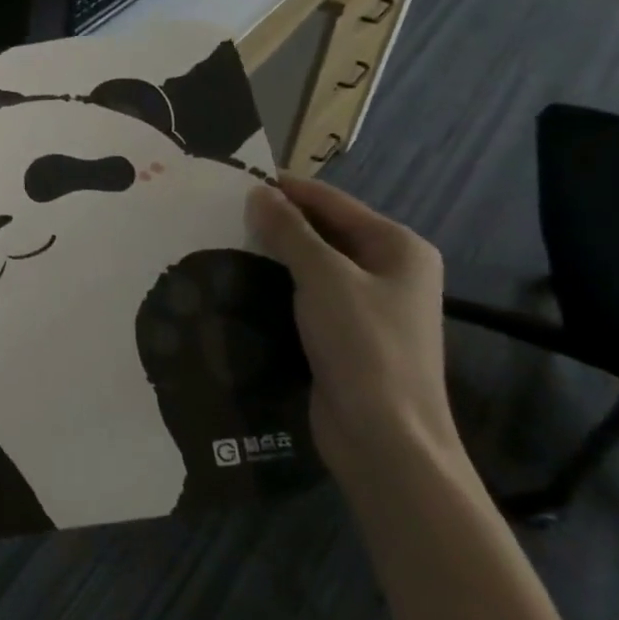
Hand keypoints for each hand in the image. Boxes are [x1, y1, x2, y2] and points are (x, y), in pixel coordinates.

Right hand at [246, 177, 456, 472]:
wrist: (386, 439)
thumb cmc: (363, 346)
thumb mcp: (323, 277)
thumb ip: (289, 231)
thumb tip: (259, 192)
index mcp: (398, 247)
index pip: (331, 201)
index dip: (284, 188)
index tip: (231, 180)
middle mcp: (389, 269)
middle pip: (324, 229)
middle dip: (276, 221)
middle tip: (220, 212)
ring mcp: (369, 304)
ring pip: (313, 262)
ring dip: (273, 253)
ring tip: (222, 240)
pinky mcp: (347, 333)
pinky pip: (308, 293)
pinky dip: (278, 283)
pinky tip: (242, 280)